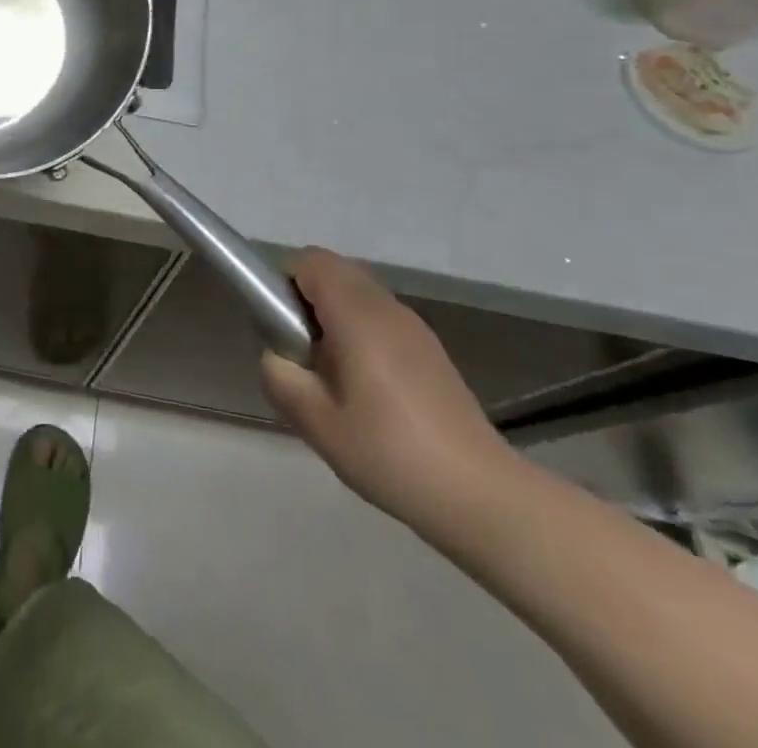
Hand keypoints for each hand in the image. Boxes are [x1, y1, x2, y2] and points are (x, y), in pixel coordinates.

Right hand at [261, 250, 514, 530]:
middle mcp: (387, 307)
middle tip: (302, 353)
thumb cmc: (391, 453)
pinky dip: (360, 332)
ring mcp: (413, 326)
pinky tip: (367, 390)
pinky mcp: (429, 348)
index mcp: (358, 315)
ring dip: (333, 316)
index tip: (281, 328)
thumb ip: (280, 376)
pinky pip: (379, 317)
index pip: (310, 262)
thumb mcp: (317, 422)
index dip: (284, 283)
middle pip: (334, 272)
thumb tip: (276, 354)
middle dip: (306, 299)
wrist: (480, 495)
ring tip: (333, 376)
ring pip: (357, 294)